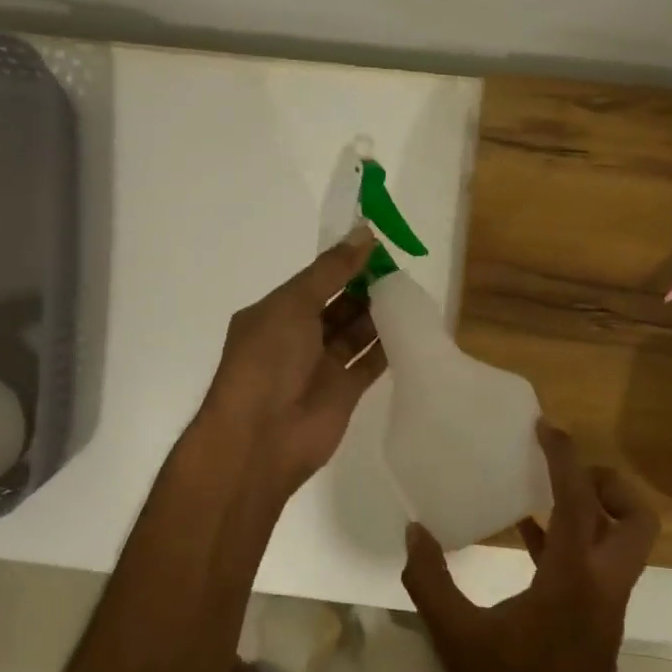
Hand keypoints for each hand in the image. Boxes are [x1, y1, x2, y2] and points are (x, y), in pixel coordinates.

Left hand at [198, 229, 387, 492]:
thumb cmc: (267, 361)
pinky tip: (411, 326)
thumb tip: (365, 233)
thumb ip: (331, 271)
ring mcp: (321, 366)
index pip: (316, 280)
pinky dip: (388, 347)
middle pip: (339, 305)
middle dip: (366, 287)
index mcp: (276, 312)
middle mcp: (298, 337)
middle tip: (402, 269)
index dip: (345, 263)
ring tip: (410, 292)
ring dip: (379, 314)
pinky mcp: (344, 392)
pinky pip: (370, 362)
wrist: (261, 438)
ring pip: (356, 332)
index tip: (380, 245)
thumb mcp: (293, 305)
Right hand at [400, 422, 659, 671]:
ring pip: (625, 541)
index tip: (545, 427)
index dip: (565, 457)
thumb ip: (431, 581)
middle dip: (608, 485)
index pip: (579, 501)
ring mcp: (606, 603)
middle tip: (563, 473)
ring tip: (543, 490)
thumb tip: (414, 531)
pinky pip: (597, 563)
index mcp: (573, 578)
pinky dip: (573, 539)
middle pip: (637, 518)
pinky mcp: (597, 619)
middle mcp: (602, 582)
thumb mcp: (457, 638)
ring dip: (595, 509)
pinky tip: (529, 537)